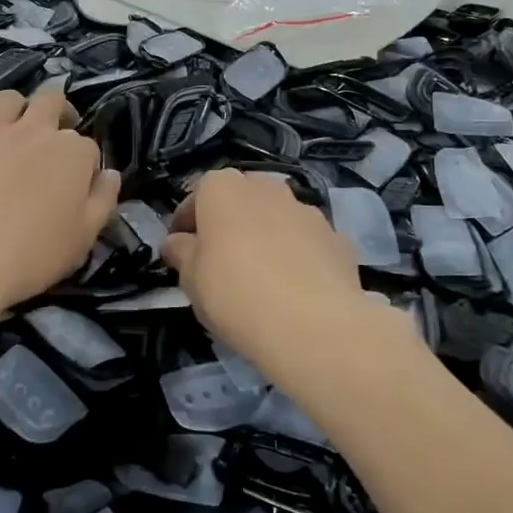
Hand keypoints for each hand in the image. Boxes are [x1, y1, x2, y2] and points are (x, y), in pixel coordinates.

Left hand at [0, 85, 119, 318]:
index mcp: (72, 152)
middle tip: (54, 137)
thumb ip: (102, 200)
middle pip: (51, 99)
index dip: (85, 164)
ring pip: (9, 99)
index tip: (78, 186)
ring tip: (14, 134)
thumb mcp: (83, 237)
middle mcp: (34, 131)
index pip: (88, 145)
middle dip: (58, 111)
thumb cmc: (32, 253)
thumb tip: (110, 174)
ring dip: (17, 110)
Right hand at [161, 170, 374, 374]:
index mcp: (224, 189)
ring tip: (261, 275)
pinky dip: (297, 255)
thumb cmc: (235, 294)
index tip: (181, 248)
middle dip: (230, 221)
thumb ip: (181, 253)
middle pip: (241, 198)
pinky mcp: (336, 238)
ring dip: (266, 235)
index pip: (198, 194)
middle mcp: (266, 188)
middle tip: (220, 258)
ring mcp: (306, 210)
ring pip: (277, 217)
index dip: (186, 221)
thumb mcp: (191, 279)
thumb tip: (176, 243)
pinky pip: (306, 241)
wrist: (313, 325)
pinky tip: (293, 288)